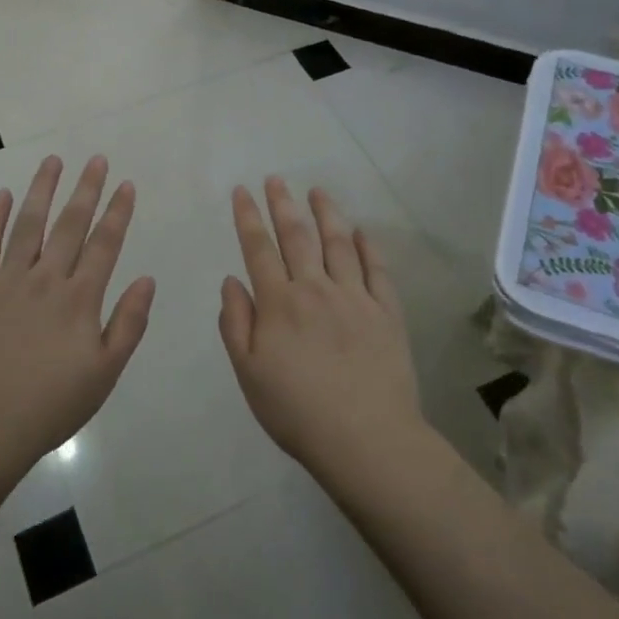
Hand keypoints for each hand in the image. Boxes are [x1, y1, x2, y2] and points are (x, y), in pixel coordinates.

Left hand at [0, 155, 154, 478]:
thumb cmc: (51, 405)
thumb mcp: (104, 373)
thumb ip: (128, 323)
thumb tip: (147, 279)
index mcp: (79, 299)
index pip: (105, 244)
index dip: (118, 212)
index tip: (126, 184)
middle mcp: (45, 279)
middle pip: (70, 225)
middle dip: (86, 189)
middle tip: (96, 159)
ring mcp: (6, 281)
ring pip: (28, 225)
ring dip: (42, 190)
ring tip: (53, 161)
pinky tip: (2, 195)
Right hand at [219, 177, 422, 482]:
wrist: (366, 440)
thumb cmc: (297, 411)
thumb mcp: (249, 374)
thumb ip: (236, 324)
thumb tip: (231, 280)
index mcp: (279, 303)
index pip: (258, 249)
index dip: (248, 217)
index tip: (242, 190)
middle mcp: (315, 289)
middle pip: (297, 236)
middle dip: (282, 203)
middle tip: (276, 178)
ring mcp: (355, 297)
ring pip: (337, 243)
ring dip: (325, 213)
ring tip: (317, 191)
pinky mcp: (386, 313)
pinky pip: (377, 270)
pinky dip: (368, 247)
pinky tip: (361, 232)